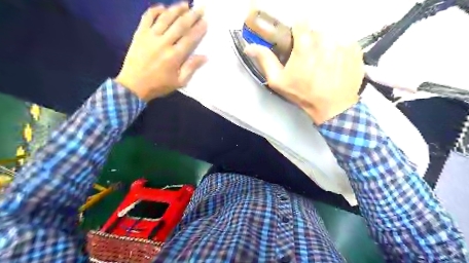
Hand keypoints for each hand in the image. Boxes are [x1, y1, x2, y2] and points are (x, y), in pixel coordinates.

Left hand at [114, 3, 207, 100]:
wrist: (134, 85)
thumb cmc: (159, 85)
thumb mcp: (179, 82)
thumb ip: (191, 68)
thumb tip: (205, 56)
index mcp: (175, 56)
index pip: (190, 38)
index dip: (199, 28)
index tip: (206, 20)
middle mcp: (164, 42)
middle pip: (180, 25)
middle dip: (192, 15)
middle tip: (201, 8)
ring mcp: (150, 36)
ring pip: (165, 18)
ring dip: (176, 9)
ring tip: (185, 4)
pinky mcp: (139, 33)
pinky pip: (147, 17)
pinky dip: (155, 10)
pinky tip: (163, 7)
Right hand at [247, 23, 363, 124]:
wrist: (332, 107)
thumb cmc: (303, 94)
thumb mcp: (278, 81)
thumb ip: (265, 60)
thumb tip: (249, 46)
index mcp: (305, 44)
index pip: (301, 21)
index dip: (298, 32)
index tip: (297, 44)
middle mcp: (326, 38)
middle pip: (316, 31)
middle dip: (311, 42)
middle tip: (309, 61)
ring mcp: (343, 43)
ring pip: (330, 37)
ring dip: (325, 47)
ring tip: (323, 65)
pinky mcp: (355, 50)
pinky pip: (344, 43)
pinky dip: (339, 52)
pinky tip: (335, 66)